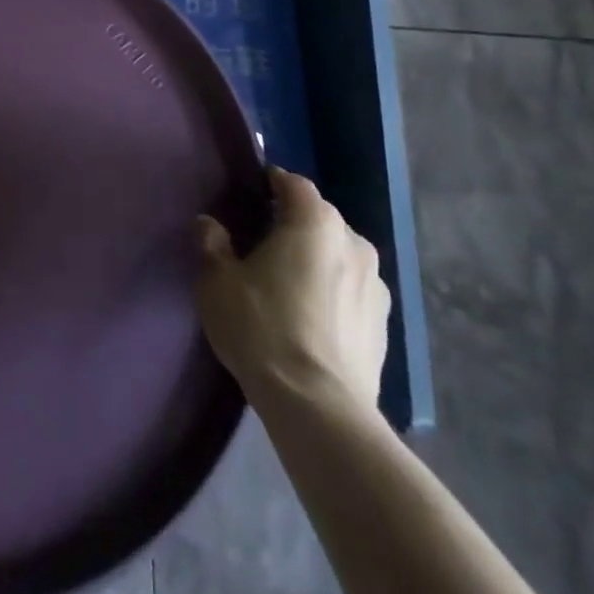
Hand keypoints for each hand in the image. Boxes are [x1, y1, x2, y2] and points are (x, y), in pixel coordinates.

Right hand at [195, 167, 389, 413]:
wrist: (318, 409)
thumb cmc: (262, 327)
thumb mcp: (217, 282)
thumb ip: (212, 244)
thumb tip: (209, 224)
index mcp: (316, 221)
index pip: (292, 184)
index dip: (269, 185)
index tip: (248, 199)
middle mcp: (353, 243)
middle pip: (318, 220)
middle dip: (292, 226)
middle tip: (260, 247)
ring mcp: (376, 287)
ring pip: (338, 257)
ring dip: (316, 263)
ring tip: (287, 289)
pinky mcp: (384, 327)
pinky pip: (351, 294)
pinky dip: (332, 297)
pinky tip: (310, 322)